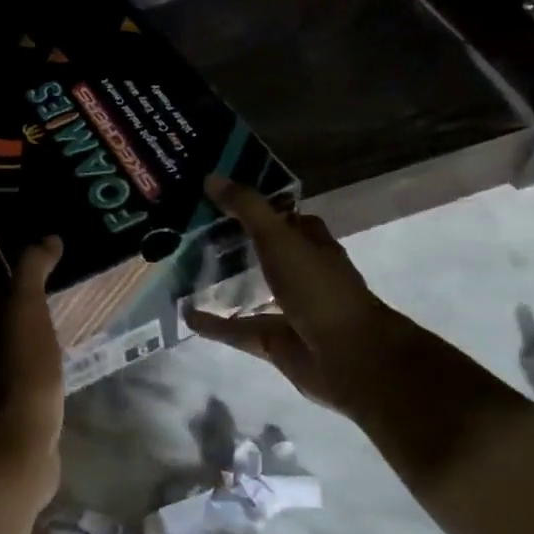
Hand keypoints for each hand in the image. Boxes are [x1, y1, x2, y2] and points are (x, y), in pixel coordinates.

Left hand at [0, 237, 64, 509]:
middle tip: (62, 290)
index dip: (14, 273)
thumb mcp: (27, 308)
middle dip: (24, 303)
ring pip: (12, 342)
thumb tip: (49, 238)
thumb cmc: (21, 368)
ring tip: (67, 319)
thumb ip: (32, 269)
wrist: (19, 442)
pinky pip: (26, 368)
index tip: (46, 264)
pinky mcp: (9, 403)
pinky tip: (63, 356)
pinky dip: (40, 359)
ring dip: (33, 332)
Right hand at [184, 178, 412, 422]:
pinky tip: (186, 315)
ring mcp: (289, 308)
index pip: (285, 216)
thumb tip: (210, 177)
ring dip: (224, 282)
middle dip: (236, 241)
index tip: (221, 194)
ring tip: (185, 269)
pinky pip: (238, 329)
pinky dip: (214, 324)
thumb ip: (247, 208)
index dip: (259, 204)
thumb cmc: (318, 288)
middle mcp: (302, 272)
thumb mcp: (279, 238)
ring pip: (252, 290)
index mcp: (311, 243)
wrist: (348, 357)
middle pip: (266, 251)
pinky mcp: (274, 340)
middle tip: (192, 228)